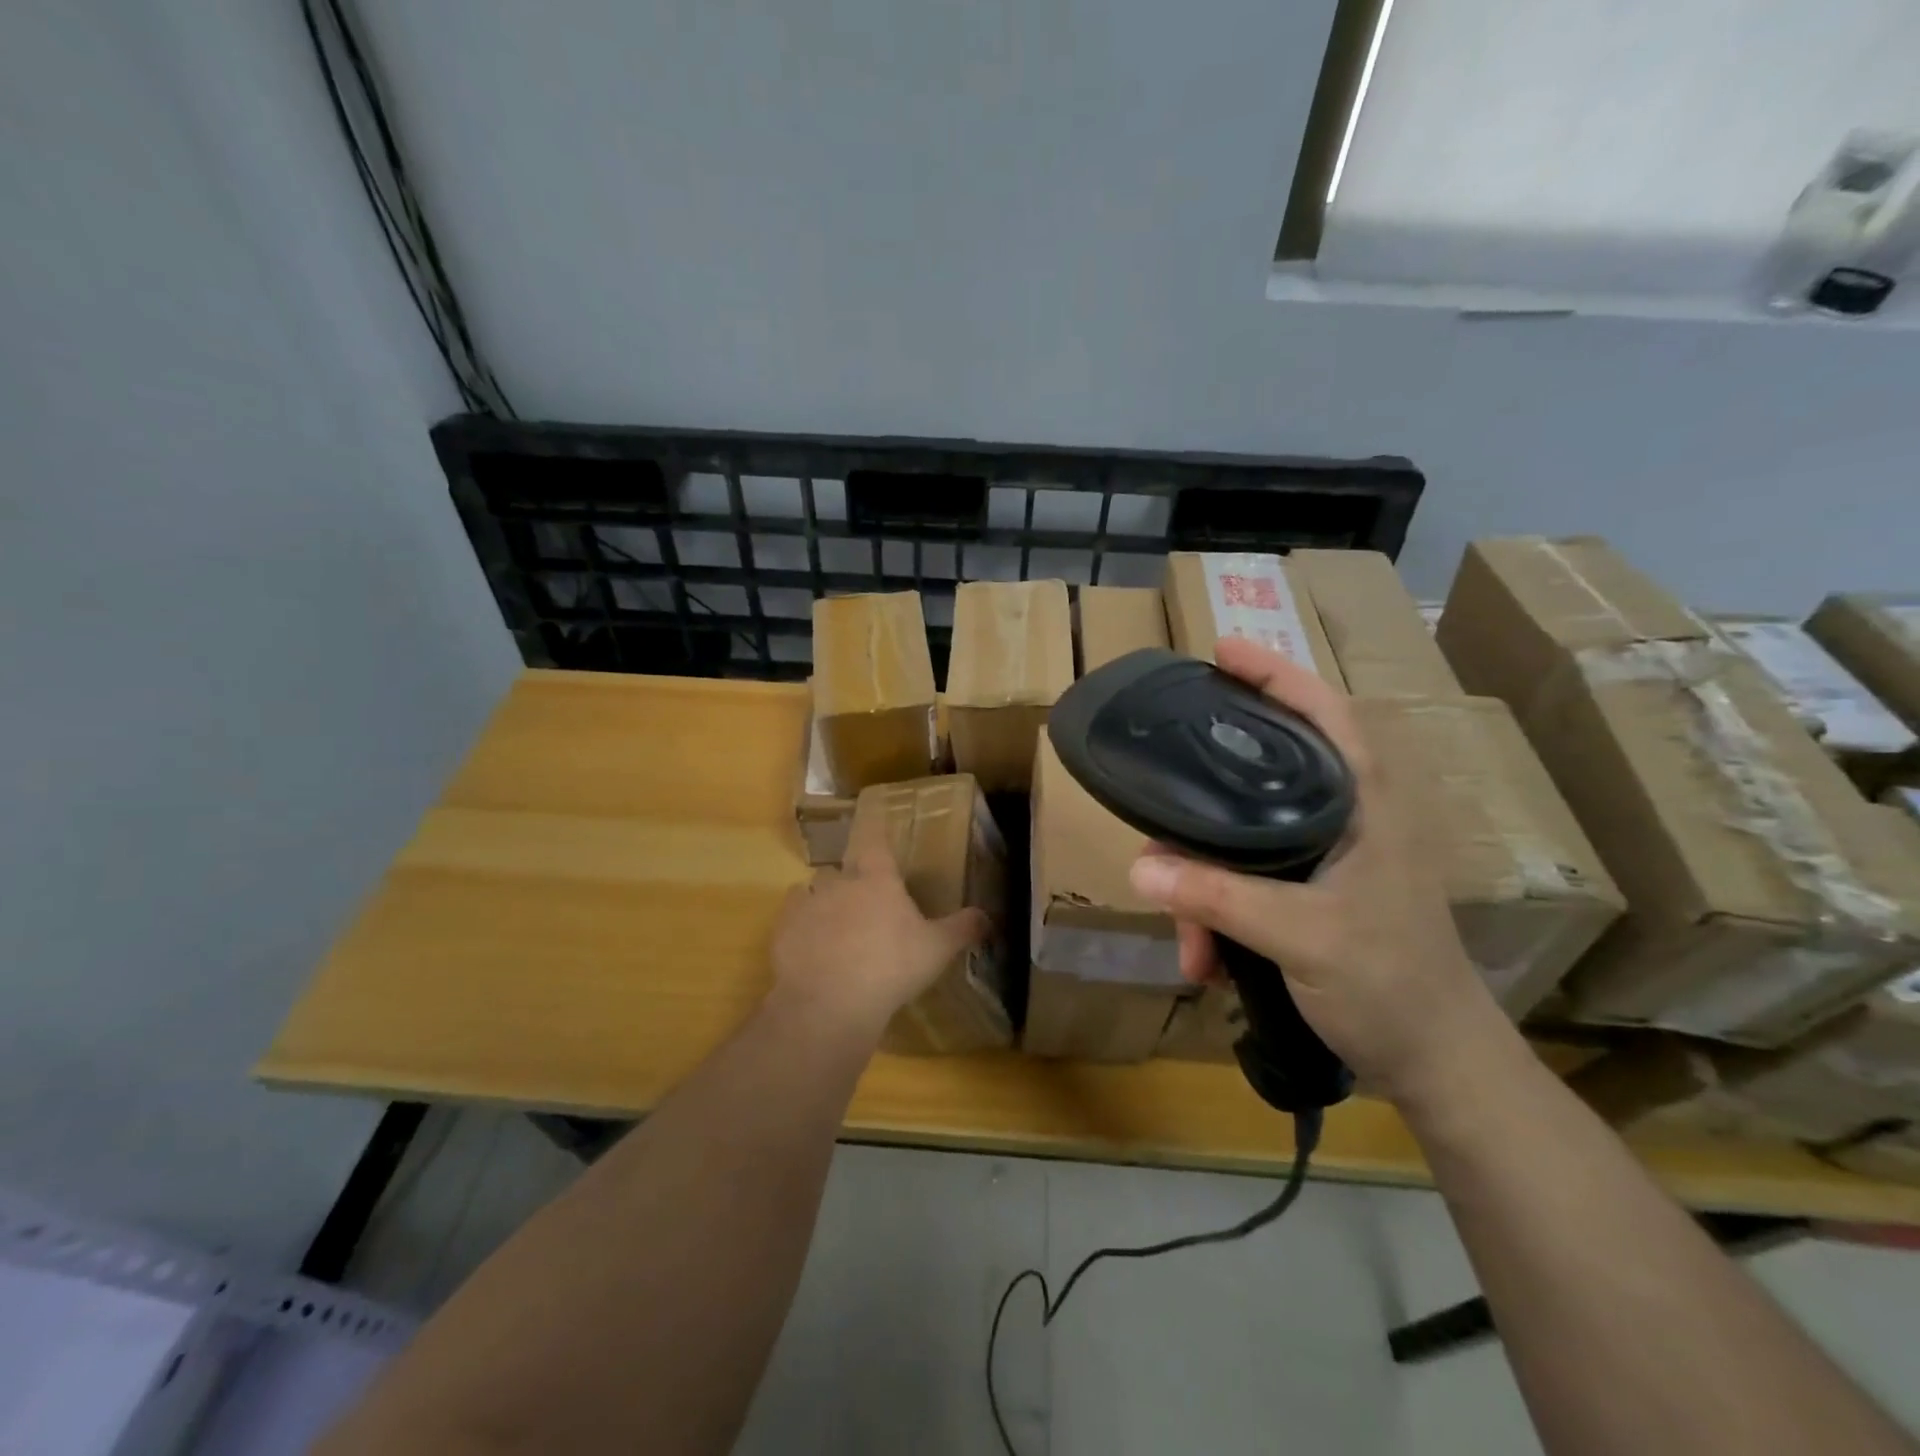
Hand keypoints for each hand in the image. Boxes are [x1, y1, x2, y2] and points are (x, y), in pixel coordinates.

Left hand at [768, 804, 988, 1038]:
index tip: (874, 826)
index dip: (874, 831)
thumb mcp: (937, 950)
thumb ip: (963, 929)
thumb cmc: (891, 967)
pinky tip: (810, 949)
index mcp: (877, 879)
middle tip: (864, 907)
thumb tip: (988, 917)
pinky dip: (800, 926)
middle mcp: (839, 881)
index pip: (875, 840)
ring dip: (822, 902)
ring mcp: (807, 903)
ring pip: (812, 890)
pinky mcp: (782, 929)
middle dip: (850, 881)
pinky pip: (791, 917)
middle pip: (842, 869)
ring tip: (834, 929)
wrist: (831, 1002)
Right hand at [1126, 637, 1504, 1101]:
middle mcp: (1347, 817)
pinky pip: (1245, 880)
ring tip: (1190, 946)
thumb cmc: (1389, 984)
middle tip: (1161, 821)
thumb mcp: (1299, 935)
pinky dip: (1218, 914)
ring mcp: (1329, 857)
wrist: (1435, 1065)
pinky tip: (1207, 958)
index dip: (1275, 674)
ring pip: (1243, 840)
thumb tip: (1139, 866)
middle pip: (1263, 775)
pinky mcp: (1313, 893)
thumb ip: (1217, 897)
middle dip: (1204, 813)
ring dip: (1204, 889)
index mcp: (1365, 802)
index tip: (1221, 651)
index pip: (1324, 712)